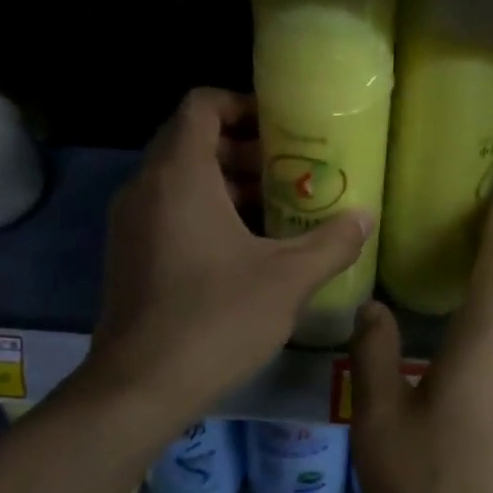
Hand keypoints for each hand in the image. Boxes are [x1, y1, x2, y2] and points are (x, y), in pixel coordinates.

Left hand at [87, 89, 370, 420]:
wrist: (139, 388)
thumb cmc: (215, 320)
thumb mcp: (287, 280)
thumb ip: (332, 243)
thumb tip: (366, 217)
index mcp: (179, 175)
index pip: (202, 105)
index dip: (243, 104)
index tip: (282, 128)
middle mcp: (145, 187)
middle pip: (192, 141)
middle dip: (244, 149)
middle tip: (290, 172)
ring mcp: (130, 222)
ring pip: (179, 179)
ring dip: (227, 183)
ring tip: (277, 211)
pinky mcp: (126, 254)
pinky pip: (167, 210)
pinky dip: (204, 211)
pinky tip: (244, 249)